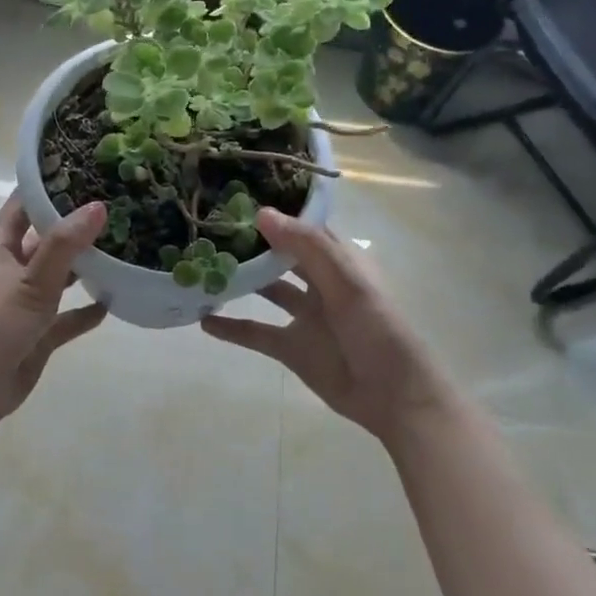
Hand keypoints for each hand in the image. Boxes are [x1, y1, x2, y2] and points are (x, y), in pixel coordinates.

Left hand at [0, 195, 107, 434]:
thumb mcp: (29, 281)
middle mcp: (11, 271)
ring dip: (85, 268)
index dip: (47, 187)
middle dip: (75, 227)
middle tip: (117, 207)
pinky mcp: (36, 336)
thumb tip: (98, 205)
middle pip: (46, 240)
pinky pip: (66, 319)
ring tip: (123, 249)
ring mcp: (24, 304)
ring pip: (59, 278)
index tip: (83, 168)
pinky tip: (112, 303)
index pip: (23, 206)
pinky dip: (85, 312)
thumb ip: (64, 246)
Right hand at [201, 208, 447, 447]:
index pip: (303, 227)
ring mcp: (304, 315)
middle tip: (210, 228)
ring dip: (240, 280)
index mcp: (339, 260)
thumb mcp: (347, 282)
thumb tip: (262, 212)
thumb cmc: (378, 330)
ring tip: (201, 268)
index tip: (237, 198)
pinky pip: (256, 333)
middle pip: (280, 256)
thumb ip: (307, 246)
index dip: (276, 212)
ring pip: (266, 290)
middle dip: (251, 243)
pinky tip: (203, 320)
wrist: (394, 397)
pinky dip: (232, 328)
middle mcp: (319, 282)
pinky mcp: (292, 347)